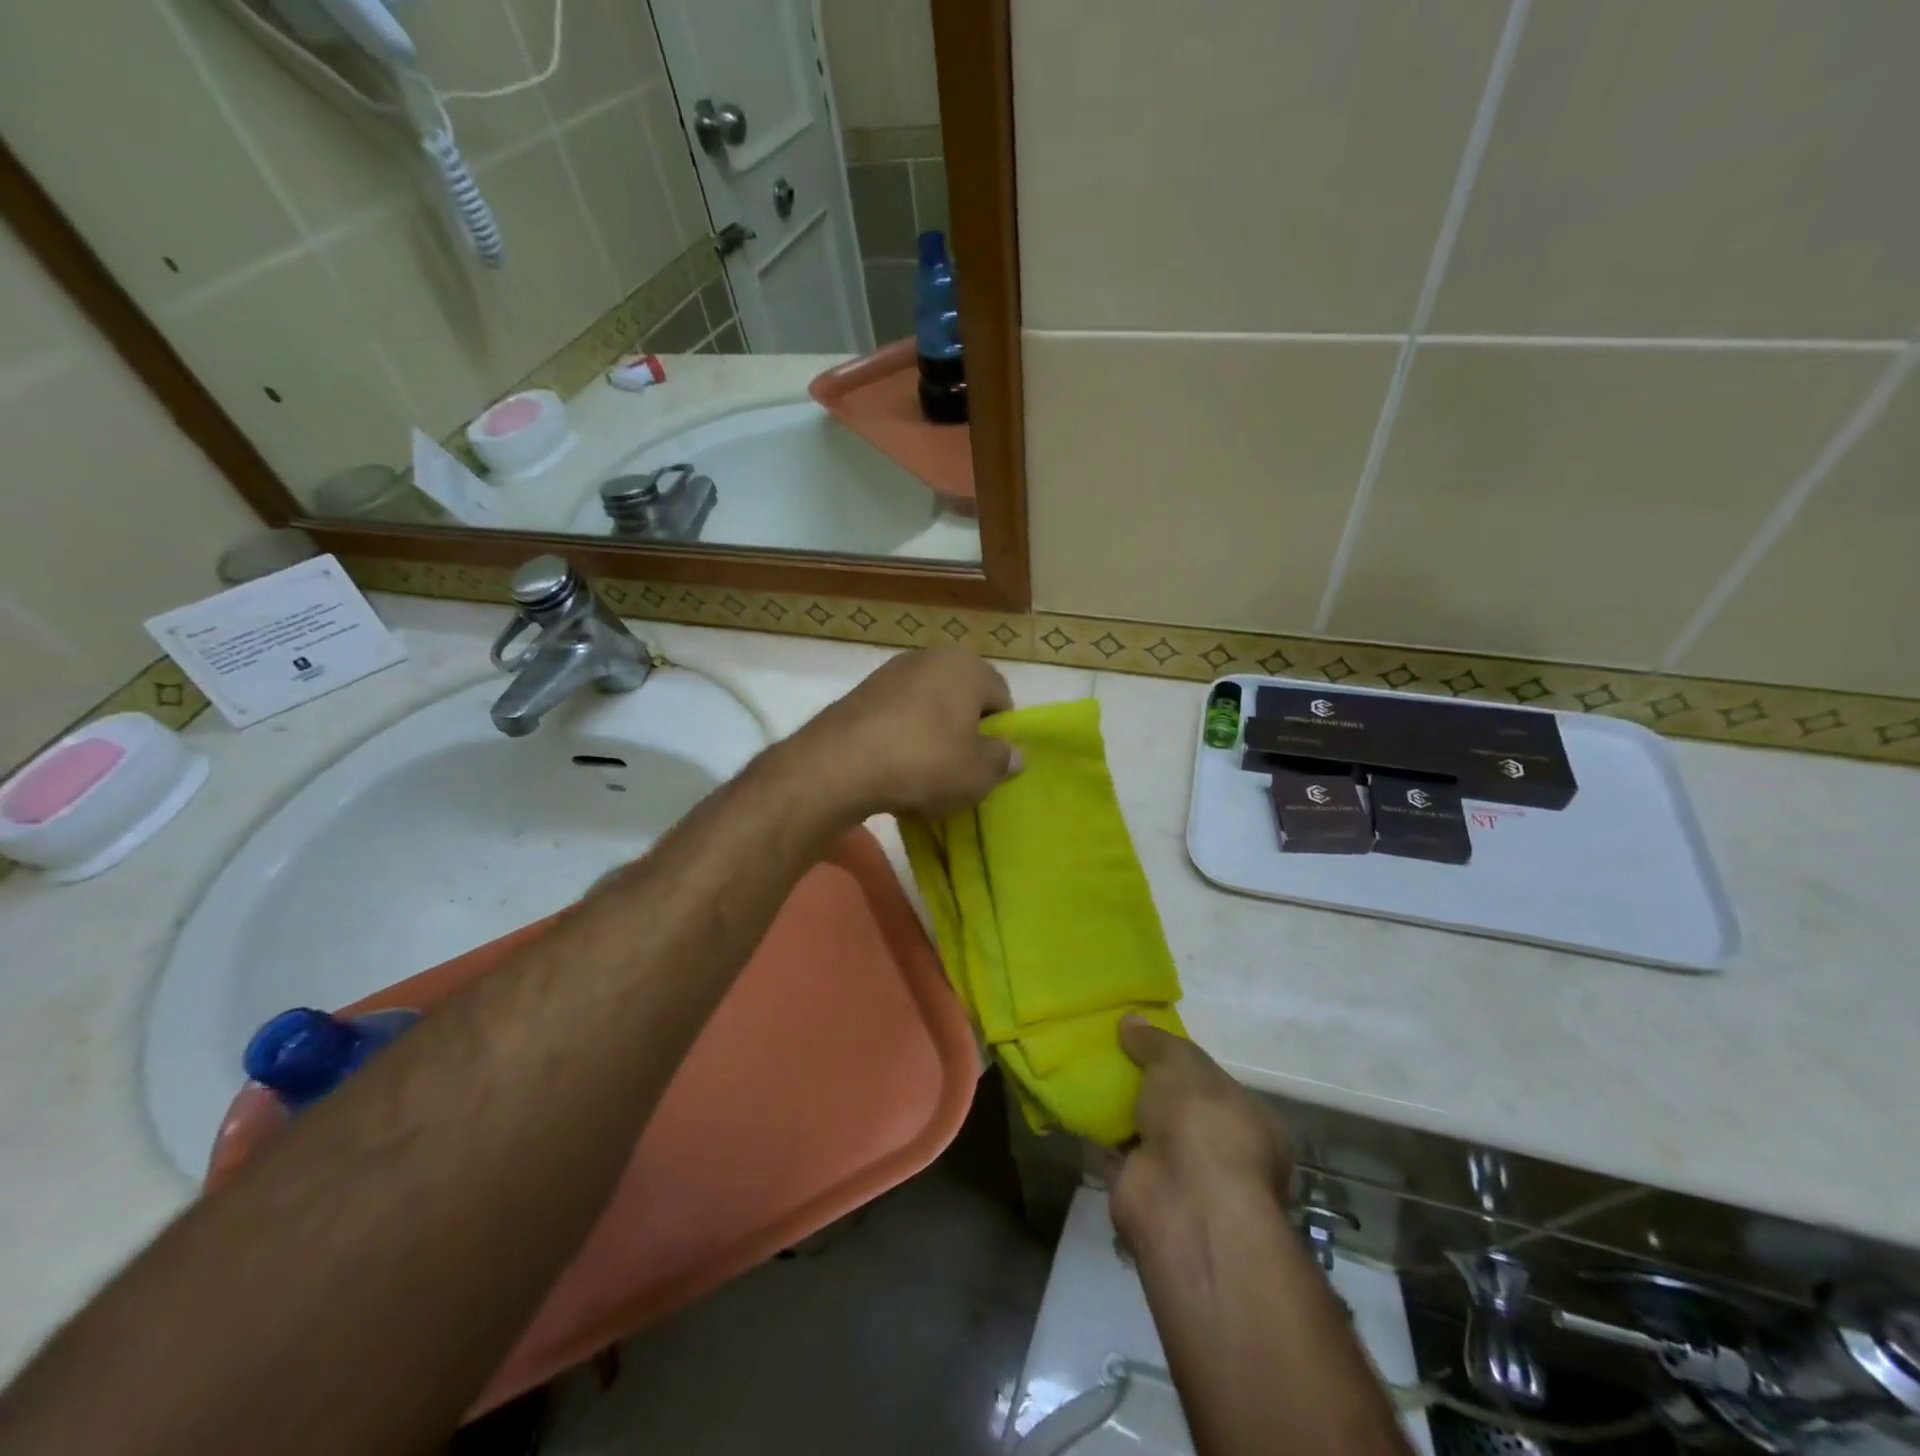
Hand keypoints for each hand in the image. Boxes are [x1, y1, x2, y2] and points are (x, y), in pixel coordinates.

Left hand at [791, 648, 1020, 819]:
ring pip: (927, 706)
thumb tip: (1013, 753)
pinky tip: (894, 767)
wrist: (840, 765)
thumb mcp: (977, 774)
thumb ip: (1002, 761)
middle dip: (964, 730)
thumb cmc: (925, 763)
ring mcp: (891, 672)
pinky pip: (896, 715)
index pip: (1001, 697)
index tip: (989, 763)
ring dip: (931, 734)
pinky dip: (901, 736)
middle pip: (962, 698)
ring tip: (924, 772)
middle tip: (959, 768)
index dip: (1001, 732)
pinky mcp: (861, 692)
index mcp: (967, 667)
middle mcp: (930, 657)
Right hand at [1110, 1016, 1292, 1254]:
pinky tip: (1077, 1107)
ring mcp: (1186, 1180)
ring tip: (1088, 1074)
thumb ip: (1155, 1041)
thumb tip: (1131, 1019)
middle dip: (1150, 1091)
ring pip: (1149, 1135)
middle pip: (1180, 1112)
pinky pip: (1119, 1156)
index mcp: (1251, 1121)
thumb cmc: (1202, 1121)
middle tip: (1112, 1056)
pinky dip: (1100, 1137)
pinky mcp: (1146, 1195)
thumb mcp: (1181, 1062)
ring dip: (1123, 1113)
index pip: (1217, 1086)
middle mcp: (1224, 1154)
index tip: (1149, 1044)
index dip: (1184, 1065)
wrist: (1183, 1202)